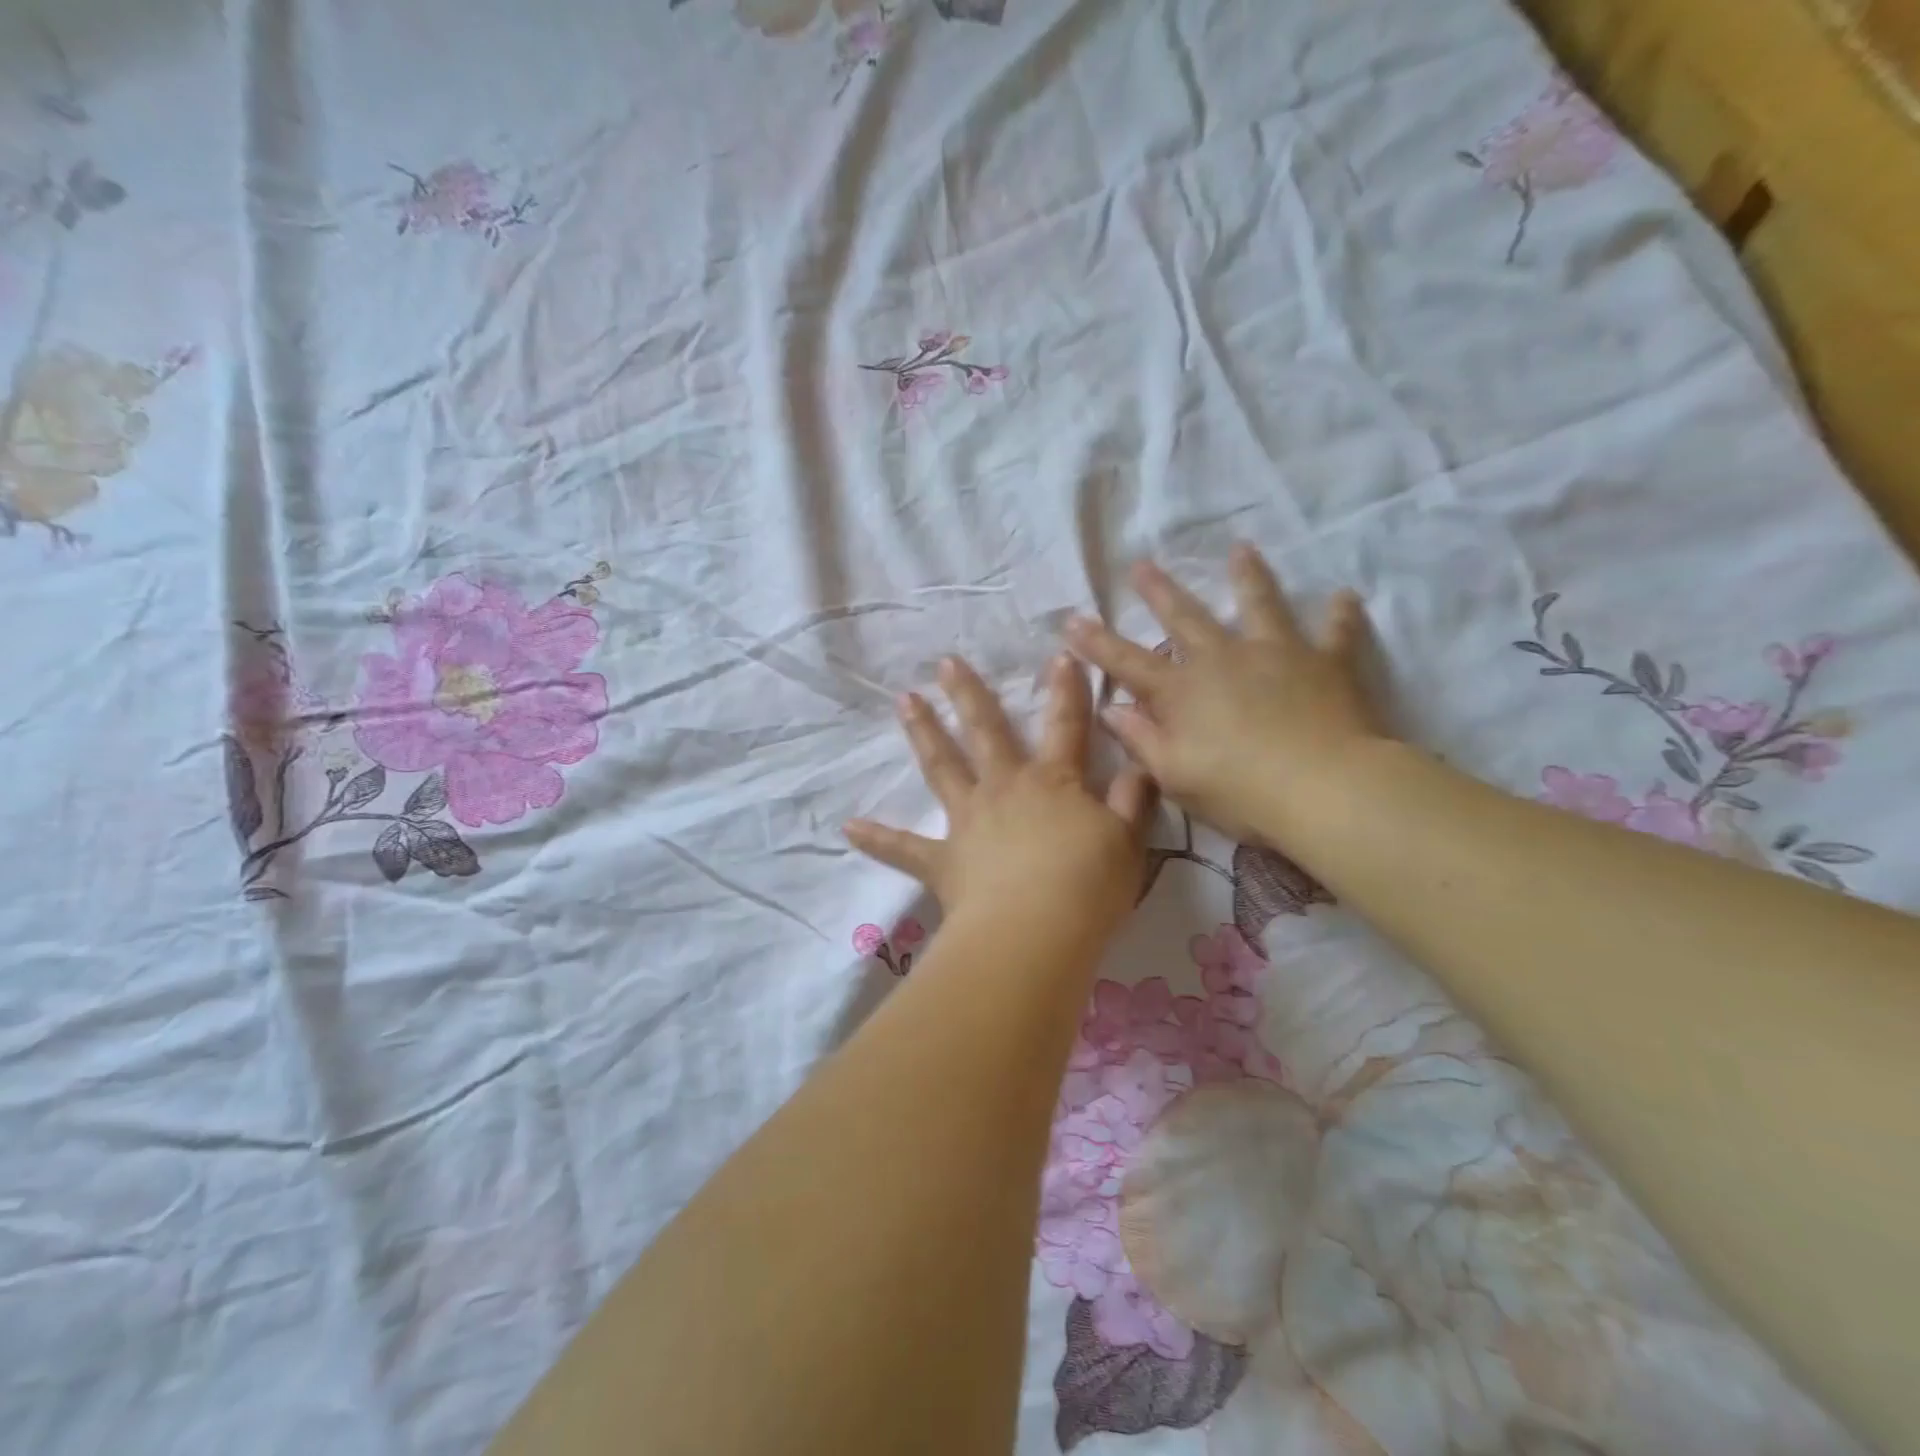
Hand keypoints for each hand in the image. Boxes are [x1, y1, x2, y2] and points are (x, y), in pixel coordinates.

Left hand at [846, 654, 1157, 941]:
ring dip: (923, 732)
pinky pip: (904, 848)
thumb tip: (1140, 765)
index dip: (1066, 691)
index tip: (1060, 654)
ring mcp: (968, 821)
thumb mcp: (1128, 842)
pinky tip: (848, 827)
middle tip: (945, 662)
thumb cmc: (1088, 886)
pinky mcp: (942, 860)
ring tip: (905, 701)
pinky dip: (877, 838)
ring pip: (941, 767)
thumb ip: (1133, 800)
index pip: (1065, 726)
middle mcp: (1005, 789)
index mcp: (1052, 782)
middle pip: (985, 731)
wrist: (1037, 932)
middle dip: (968, 694)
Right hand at [1064, 545, 1386, 844]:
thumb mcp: (1175, 775)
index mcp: (1183, 691)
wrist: (1325, 789)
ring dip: (1248, 577)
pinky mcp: (1326, 664)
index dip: (1097, 643)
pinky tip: (1344, 596)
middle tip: (1141, 564)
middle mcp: (1224, 660)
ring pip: (1259, 605)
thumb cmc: (1240, 792)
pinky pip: (1336, 633)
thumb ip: (1141, 740)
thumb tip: (1111, 710)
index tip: (1072, 619)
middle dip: (1160, 592)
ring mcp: (1277, 654)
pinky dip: (1340, 615)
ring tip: (1242, 550)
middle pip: (1185, 618)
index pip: (1128, 662)